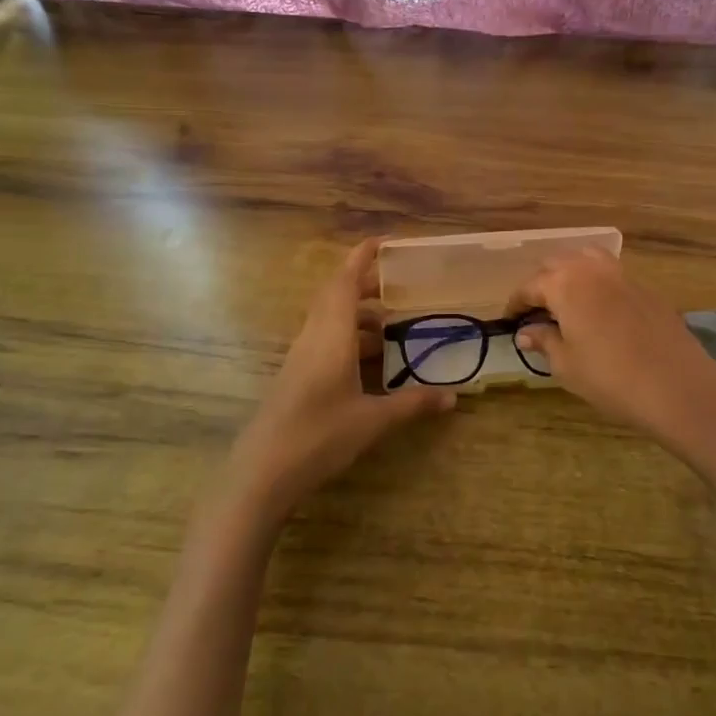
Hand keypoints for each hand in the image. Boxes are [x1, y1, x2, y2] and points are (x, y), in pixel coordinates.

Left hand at [227, 239, 454, 519]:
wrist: (262, 472)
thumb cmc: (319, 436)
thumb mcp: (372, 420)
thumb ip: (412, 404)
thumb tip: (453, 397)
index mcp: (330, 335)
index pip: (344, 281)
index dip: (362, 257)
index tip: (384, 242)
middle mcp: (313, 337)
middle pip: (337, 296)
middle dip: (366, 285)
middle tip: (400, 285)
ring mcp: (301, 357)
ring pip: (330, 320)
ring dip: (359, 316)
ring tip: (393, 327)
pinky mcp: (296, 376)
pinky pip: (325, 341)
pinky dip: (349, 339)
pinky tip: (371, 362)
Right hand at [509, 249, 715, 453]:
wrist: (676, 385)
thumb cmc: (610, 377)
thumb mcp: (566, 364)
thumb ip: (543, 341)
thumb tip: (526, 332)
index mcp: (564, 284)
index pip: (530, 286)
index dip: (516, 302)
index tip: (509, 319)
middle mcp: (591, 269)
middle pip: (557, 263)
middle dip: (541, 282)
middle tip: (535, 310)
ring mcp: (622, 274)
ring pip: (586, 259)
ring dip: (570, 273)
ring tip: (566, 300)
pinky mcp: (645, 287)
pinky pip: (611, 273)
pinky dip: (596, 282)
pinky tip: (599, 309)